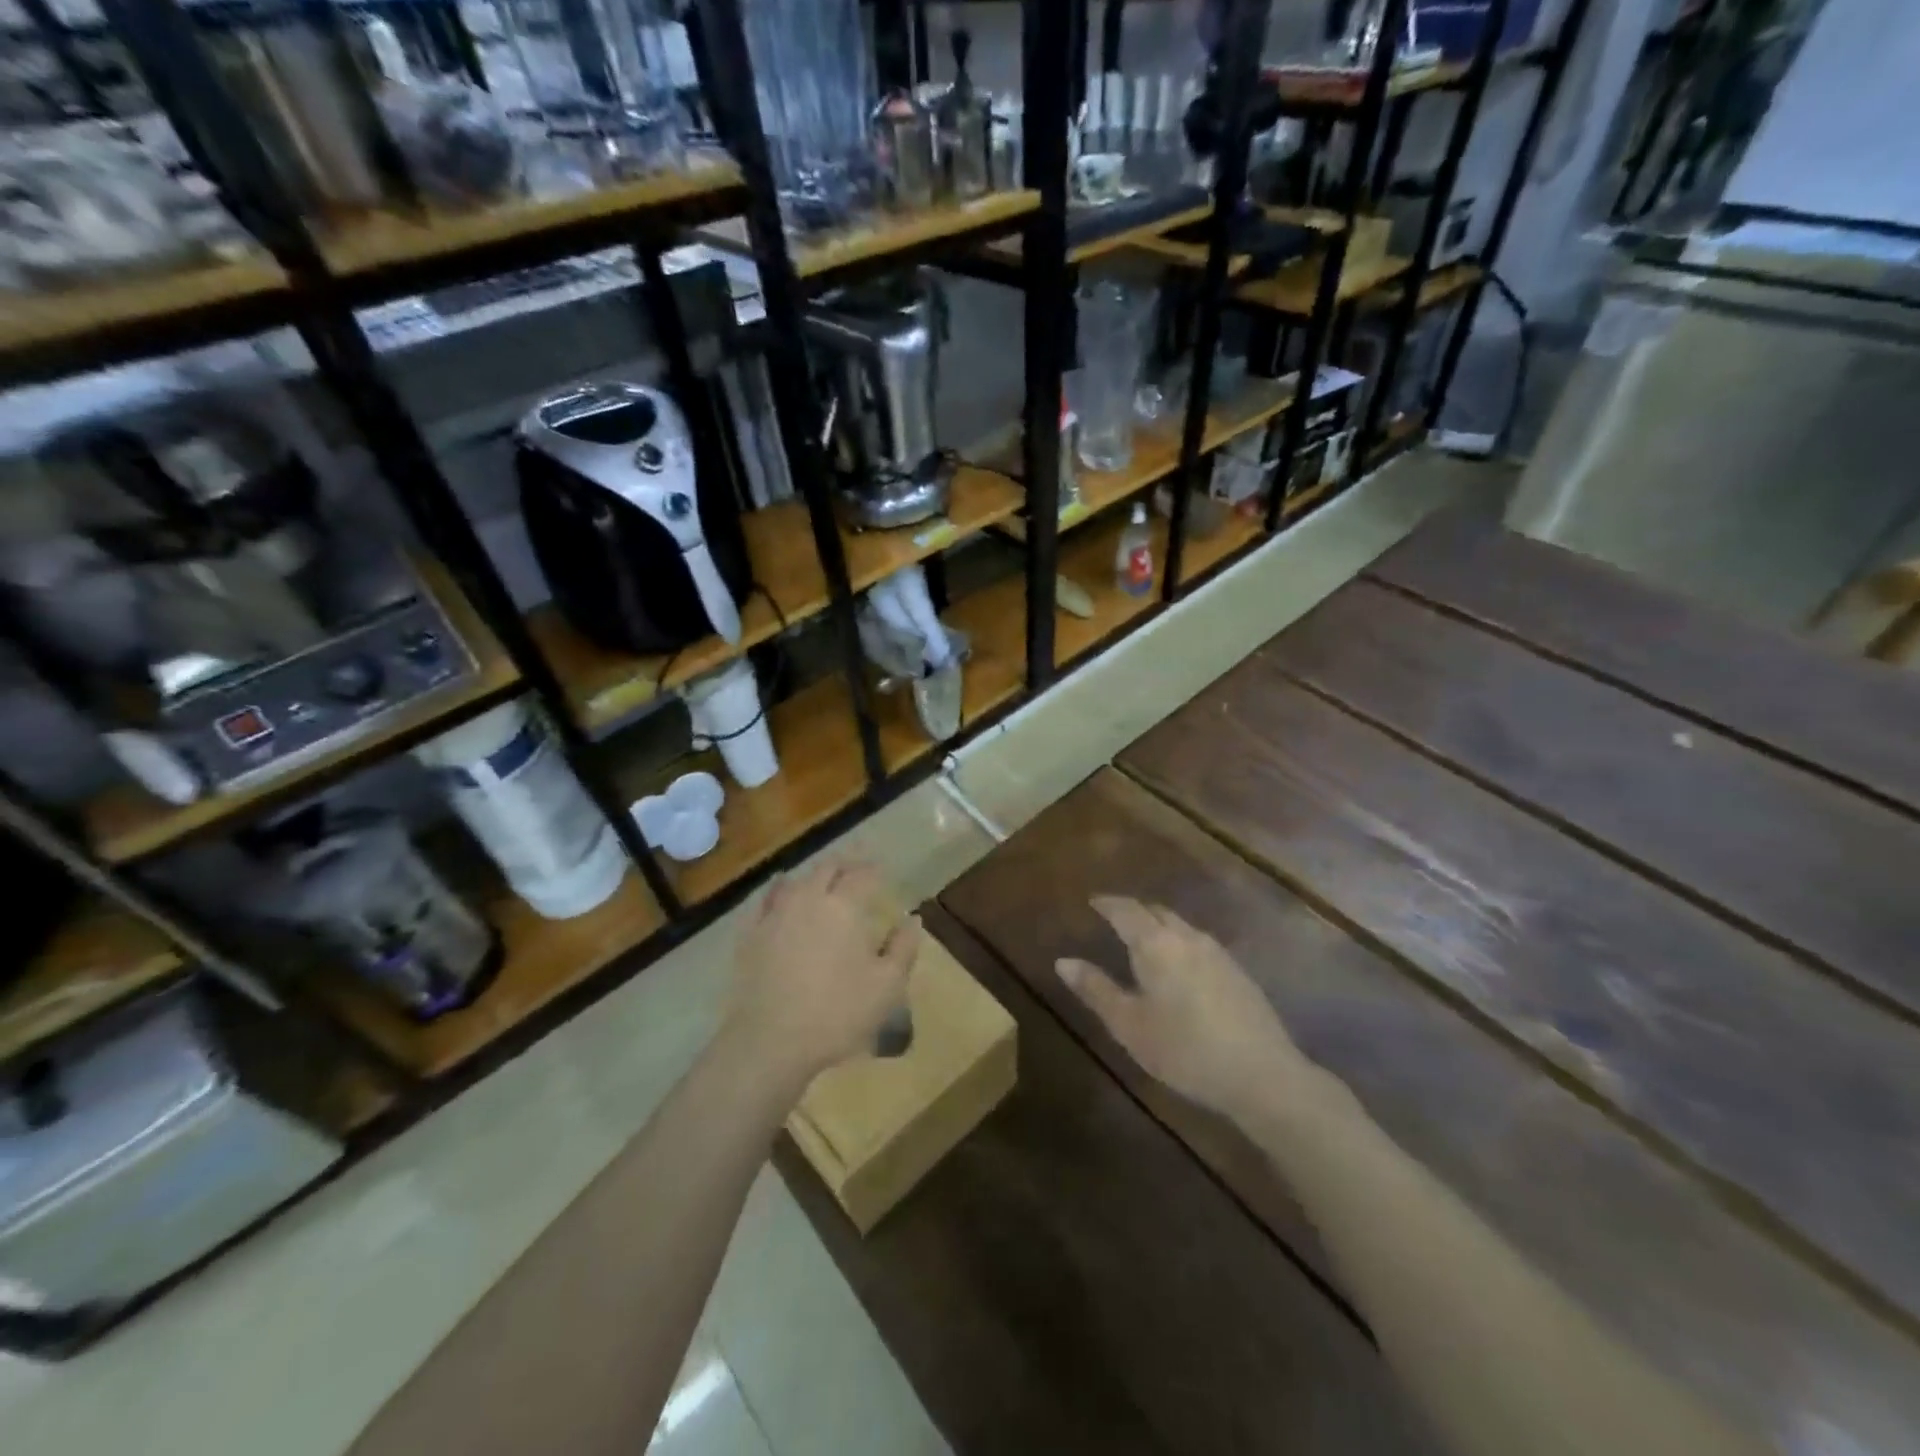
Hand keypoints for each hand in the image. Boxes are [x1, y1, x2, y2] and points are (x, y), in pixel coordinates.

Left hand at [725, 859, 916, 1090]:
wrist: (770, 1041)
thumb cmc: (837, 1013)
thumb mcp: (887, 987)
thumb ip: (903, 948)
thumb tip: (912, 918)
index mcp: (845, 907)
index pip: (863, 875)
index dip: (874, 869)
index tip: (882, 870)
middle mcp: (809, 899)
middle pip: (827, 868)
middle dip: (845, 865)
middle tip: (856, 870)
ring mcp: (775, 914)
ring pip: (796, 880)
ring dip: (814, 876)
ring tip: (823, 881)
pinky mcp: (750, 933)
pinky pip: (765, 899)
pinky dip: (779, 890)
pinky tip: (781, 893)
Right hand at [1057, 896, 1308, 1120]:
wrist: (1261, 1074)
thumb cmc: (1184, 1049)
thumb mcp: (1129, 1024)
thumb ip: (1096, 989)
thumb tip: (1063, 961)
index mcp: (1155, 944)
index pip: (1126, 909)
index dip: (1107, 903)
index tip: (1092, 901)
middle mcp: (1186, 937)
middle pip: (1156, 911)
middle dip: (1133, 910)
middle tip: (1114, 918)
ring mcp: (1216, 952)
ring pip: (1180, 925)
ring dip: (1158, 925)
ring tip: (1142, 939)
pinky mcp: (1236, 971)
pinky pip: (1197, 942)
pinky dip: (1178, 942)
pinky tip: (1178, 966)